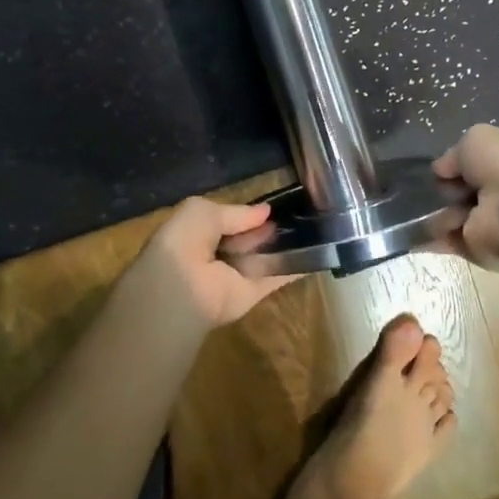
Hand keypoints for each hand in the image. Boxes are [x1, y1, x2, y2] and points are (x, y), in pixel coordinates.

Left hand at [123, 198, 297, 330]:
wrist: (180, 289)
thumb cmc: (184, 242)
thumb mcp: (202, 211)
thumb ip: (235, 212)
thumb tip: (266, 211)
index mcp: (198, 233)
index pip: (227, 220)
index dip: (247, 213)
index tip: (274, 205)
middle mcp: (217, 254)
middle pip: (248, 239)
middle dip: (268, 228)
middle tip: (298, 213)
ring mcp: (236, 275)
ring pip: (263, 257)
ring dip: (284, 245)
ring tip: (314, 226)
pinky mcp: (253, 294)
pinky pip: (277, 278)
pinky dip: (296, 268)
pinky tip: (318, 254)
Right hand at [431, 124, 498, 268]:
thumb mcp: (476, 139)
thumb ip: (455, 153)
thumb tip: (441, 169)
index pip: (476, 166)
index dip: (457, 165)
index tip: (443, 169)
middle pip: (461, 192)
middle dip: (446, 190)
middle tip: (443, 189)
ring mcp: (490, 223)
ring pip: (453, 216)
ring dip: (441, 213)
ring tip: (441, 208)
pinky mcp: (479, 249)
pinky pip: (451, 242)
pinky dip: (434, 238)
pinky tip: (422, 231)